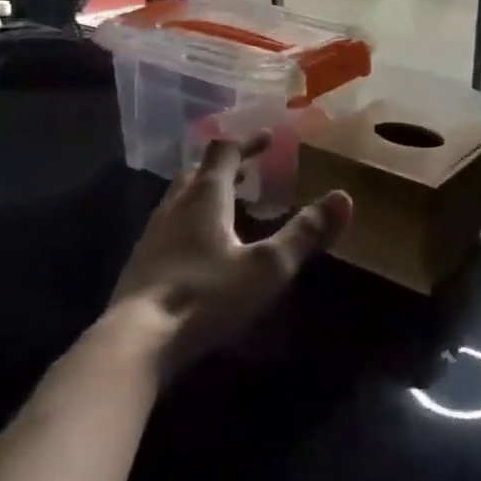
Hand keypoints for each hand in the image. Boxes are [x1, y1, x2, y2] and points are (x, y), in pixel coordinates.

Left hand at [109, 135, 351, 376]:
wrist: (136, 342)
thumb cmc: (206, 296)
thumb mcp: (267, 267)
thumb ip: (304, 234)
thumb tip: (344, 197)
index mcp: (205, 197)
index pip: (225, 152)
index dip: (248, 142)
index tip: (268, 138)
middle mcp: (174, 207)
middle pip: (197, 171)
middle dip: (223, 166)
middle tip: (247, 170)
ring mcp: (152, 236)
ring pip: (178, 199)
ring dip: (203, 193)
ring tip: (227, 206)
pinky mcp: (141, 265)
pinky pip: (168, 228)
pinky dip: (189, 223)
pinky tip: (199, 250)